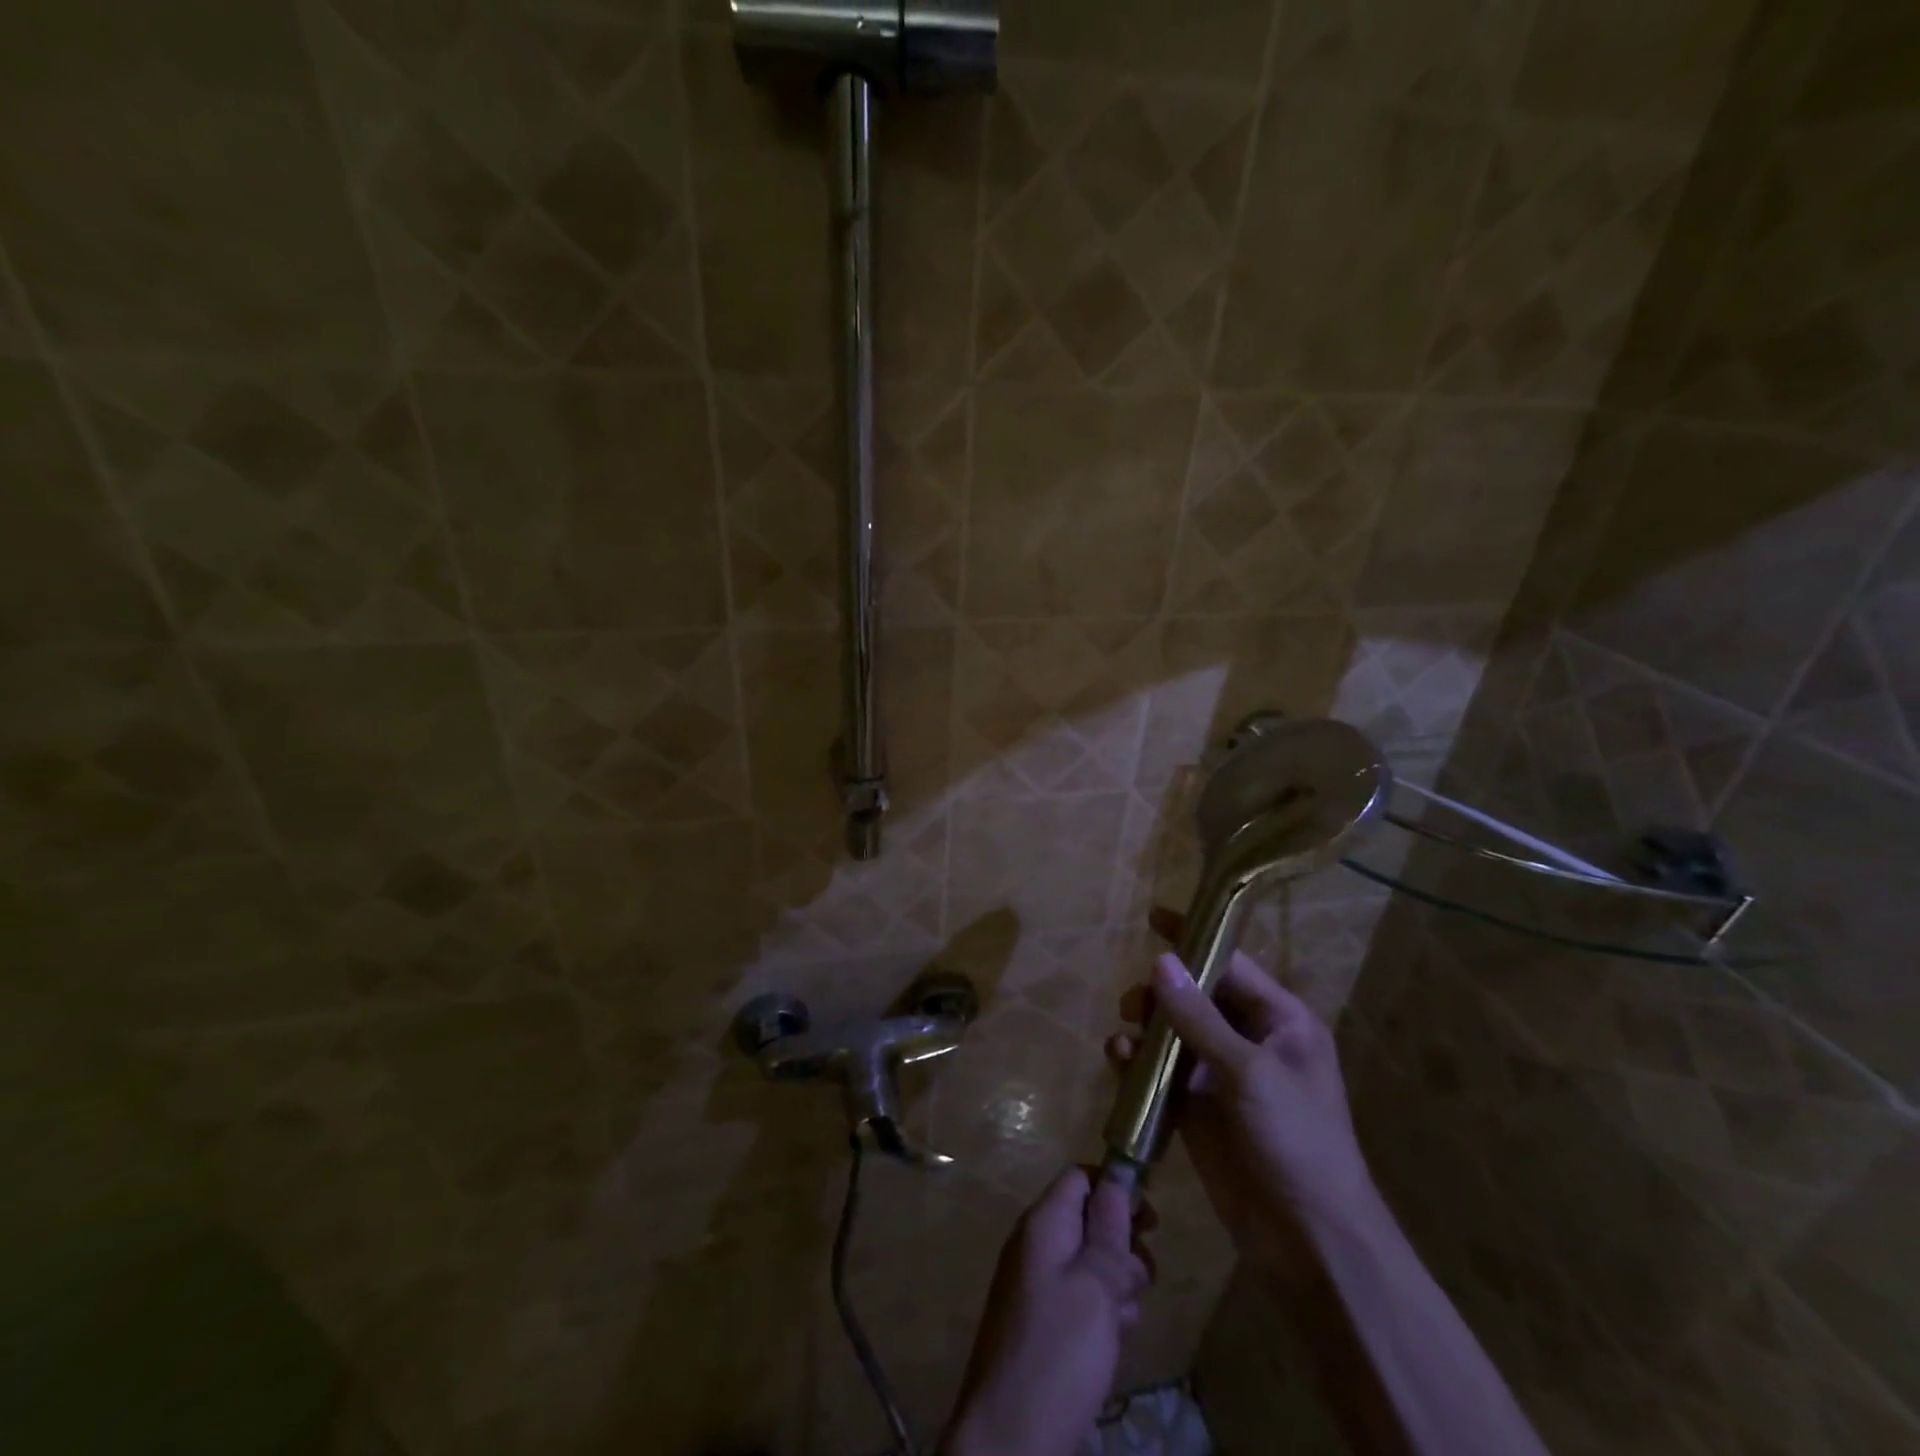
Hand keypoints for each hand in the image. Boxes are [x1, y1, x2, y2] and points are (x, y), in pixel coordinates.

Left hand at [943, 1168, 1151, 1455]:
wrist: (1009, 1438)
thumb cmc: (1059, 1351)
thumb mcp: (1096, 1286)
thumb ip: (1108, 1231)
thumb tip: (1117, 1180)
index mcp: (1043, 1223)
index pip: (1080, 1178)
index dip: (1115, 1189)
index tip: (1149, 1222)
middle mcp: (1034, 1244)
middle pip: (1087, 1220)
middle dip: (1121, 1244)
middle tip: (1142, 1279)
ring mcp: (1033, 1284)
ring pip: (1087, 1261)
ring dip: (1116, 1281)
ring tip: (1127, 1317)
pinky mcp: (1039, 1321)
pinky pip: (1078, 1296)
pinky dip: (1101, 1309)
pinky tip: (1115, 1340)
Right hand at [1107, 930, 1376, 1277]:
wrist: (1308, 1240)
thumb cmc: (1295, 1141)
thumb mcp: (1249, 1072)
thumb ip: (1200, 1017)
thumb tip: (1161, 961)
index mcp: (1280, 1021)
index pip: (1231, 963)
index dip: (1194, 939)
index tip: (1153, 918)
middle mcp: (1251, 1040)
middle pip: (1196, 995)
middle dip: (1161, 991)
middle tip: (1132, 1003)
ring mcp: (1221, 1075)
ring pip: (1173, 1031)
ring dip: (1146, 1027)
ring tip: (1125, 1035)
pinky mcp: (1197, 1108)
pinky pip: (1161, 1070)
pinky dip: (1139, 1061)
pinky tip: (1120, 1060)